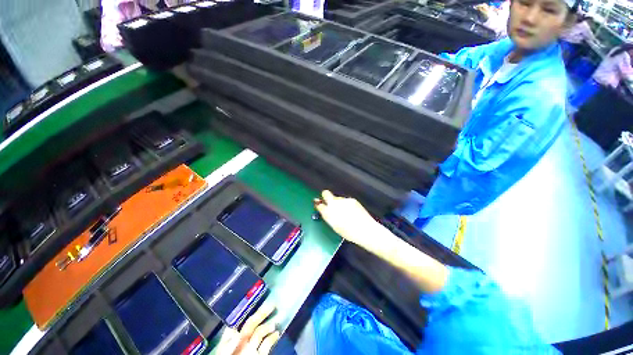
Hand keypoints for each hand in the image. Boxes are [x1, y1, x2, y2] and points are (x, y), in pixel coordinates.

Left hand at [216, 303, 279, 354]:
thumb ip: (229, 344)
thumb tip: (235, 330)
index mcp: (233, 340)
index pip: (243, 323)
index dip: (252, 313)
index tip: (260, 303)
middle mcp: (243, 341)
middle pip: (253, 324)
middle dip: (262, 314)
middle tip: (273, 306)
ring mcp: (252, 348)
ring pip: (261, 333)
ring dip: (269, 326)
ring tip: (276, 322)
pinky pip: (267, 345)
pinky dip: (273, 339)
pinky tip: (277, 333)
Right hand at [314, 190, 380, 246]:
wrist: (365, 230)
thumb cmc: (349, 232)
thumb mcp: (335, 226)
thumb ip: (328, 216)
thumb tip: (324, 210)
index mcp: (329, 212)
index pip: (319, 204)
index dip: (318, 204)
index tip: (319, 204)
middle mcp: (335, 204)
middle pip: (326, 193)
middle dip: (325, 196)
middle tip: (327, 201)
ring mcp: (344, 200)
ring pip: (337, 198)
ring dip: (338, 203)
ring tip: (344, 212)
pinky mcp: (351, 200)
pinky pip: (345, 200)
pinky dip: (346, 204)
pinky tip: (351, 212)